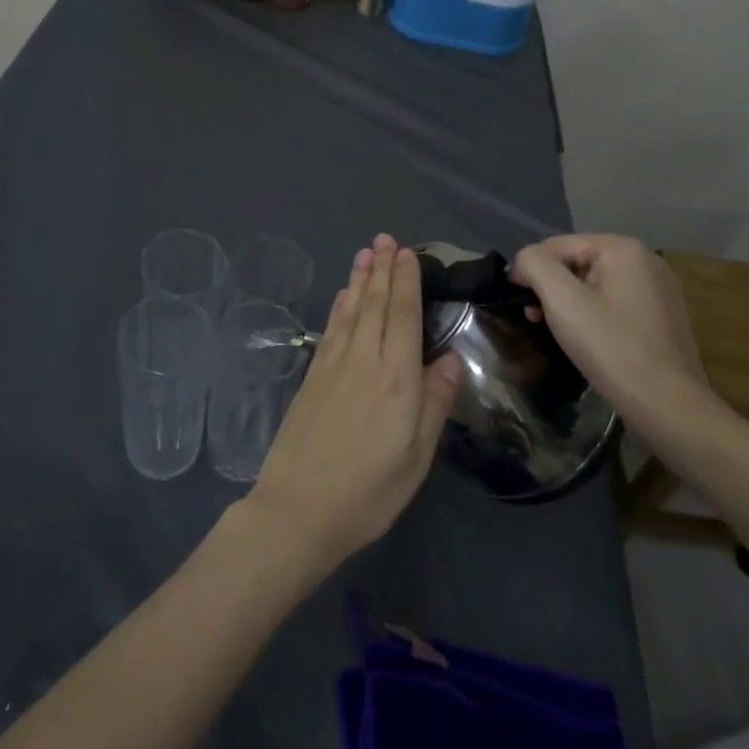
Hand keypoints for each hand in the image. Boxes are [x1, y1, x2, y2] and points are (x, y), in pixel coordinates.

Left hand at [244, 235, 462, 574]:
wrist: (298, 509)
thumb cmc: (369, 492)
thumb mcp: (417, 457)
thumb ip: (434, 403)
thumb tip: (450, 359)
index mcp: (397, 379)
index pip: (404, 316)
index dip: (406, 282)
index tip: (407, 253)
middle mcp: (364, 361)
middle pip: (376, 305)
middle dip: (382, 269)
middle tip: (385, 239)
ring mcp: (333, 366)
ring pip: (351, 311)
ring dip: (359, 280)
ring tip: (365, 253)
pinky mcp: (312, 377)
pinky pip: (330, 330)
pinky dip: (339, 307)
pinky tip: (342, 296)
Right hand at [511, 234, 718, 421]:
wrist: (666, 405)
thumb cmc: (610, 346)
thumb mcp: (561, 299)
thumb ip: (534, 265)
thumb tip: (523, 261)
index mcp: (623, 248)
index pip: (556, 246)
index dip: (530, 271)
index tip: (520, 304)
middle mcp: (645, 260)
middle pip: (575, 263)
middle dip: (550, 288)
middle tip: (535, 319)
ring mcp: (657, 289)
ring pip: (592, 285)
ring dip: (567, 303)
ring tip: (556, 331)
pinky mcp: (661, 316)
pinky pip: (612, 303)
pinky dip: (591, 315)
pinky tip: (586, 339)